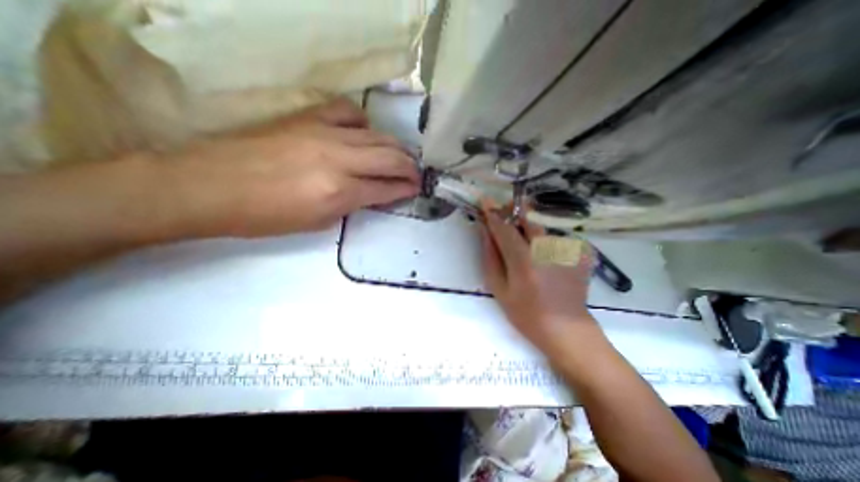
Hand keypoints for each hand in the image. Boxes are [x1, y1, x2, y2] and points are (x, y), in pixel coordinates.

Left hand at [164, 99, 419, 236]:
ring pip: (377, 135)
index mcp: (339, 192)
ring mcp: (323, 133)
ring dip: (396, 148)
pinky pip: (348, 112)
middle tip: (416, 174)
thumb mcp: (317, 222)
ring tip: (402, 157)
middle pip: (390, 158)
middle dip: (410, 168)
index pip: (386, 188)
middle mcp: (338, 159)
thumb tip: (372, 194)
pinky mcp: (308, 118)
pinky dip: (365, 123)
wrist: (208, 186)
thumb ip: (351, 205)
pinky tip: (365, 133)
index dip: (405, 190)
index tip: (416, 189)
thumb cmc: (264, 216)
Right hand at [483, 204, 599, 349]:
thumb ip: (490, 257)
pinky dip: (545, 239)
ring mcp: (566, 250)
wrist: (565, 328)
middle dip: (513, 212)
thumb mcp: (499, 288)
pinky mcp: (579, 252)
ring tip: (524, 241)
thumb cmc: (526, 313)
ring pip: (542, 226)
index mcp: (524, 261)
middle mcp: (547, 250)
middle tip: (504, 215)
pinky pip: (556, 236)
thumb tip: (485, 232)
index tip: (484, 201)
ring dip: (528, 227)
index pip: (504, 228)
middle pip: (527, 219)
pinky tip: (544, 254)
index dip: (493, 213)